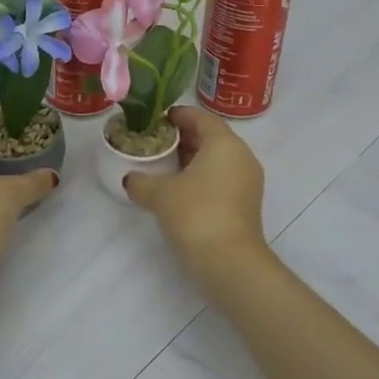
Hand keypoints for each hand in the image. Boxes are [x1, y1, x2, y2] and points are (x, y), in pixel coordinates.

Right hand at [123, 106, 266, 280]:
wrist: (229, 262)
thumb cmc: (195, 213)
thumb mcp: (159, 194)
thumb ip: (141, 181)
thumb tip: (131, 179)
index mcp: (224, 143)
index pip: (201, 117)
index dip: (178, 115)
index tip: (157, 120)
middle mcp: (241, 156)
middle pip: (211, 137)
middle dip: (183, 138)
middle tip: (155, 142)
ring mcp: (247, 181)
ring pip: (217, 159)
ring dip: (191, 159)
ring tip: (163, 165)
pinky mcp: (246, 204)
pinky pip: (221, 178)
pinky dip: (201, 177)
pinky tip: (178, 189)